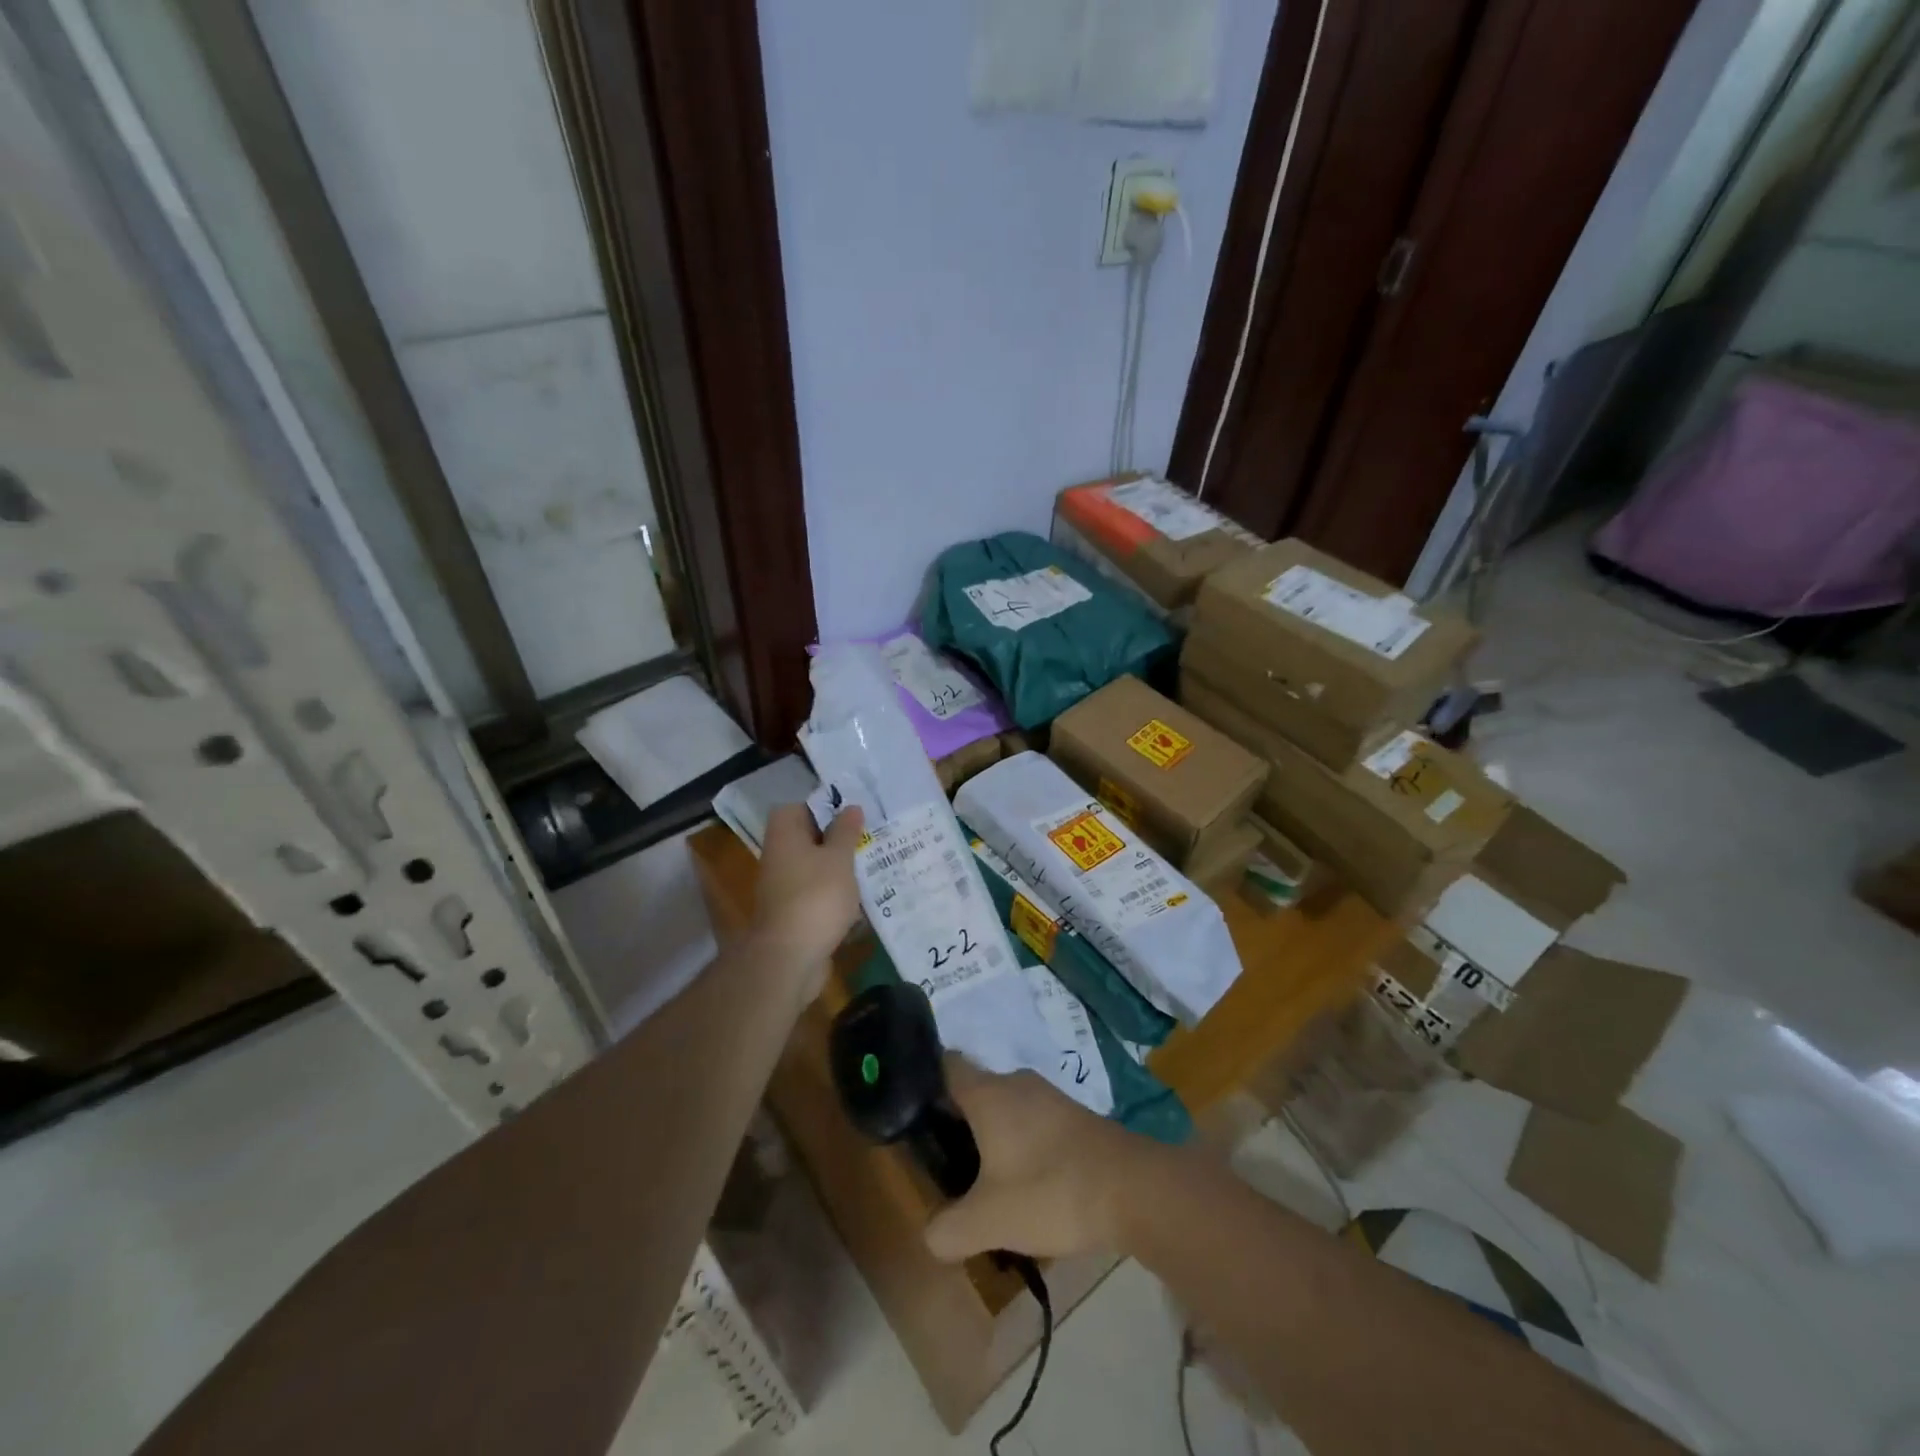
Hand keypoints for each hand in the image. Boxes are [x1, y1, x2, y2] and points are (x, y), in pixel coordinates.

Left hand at [748, 803, 864, 999]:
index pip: (797, 808)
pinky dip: (835, 895)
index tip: (852, 814)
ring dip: (839, 869)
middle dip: (837, 839)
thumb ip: (846, 832)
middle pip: (808, 839)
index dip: (823, 807)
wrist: (790, 958)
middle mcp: (779, 858)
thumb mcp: (839, 858)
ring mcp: (784, 888)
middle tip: (869, 838)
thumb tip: (850, 807)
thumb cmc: (816, 896)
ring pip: (815, 868)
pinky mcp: (794, 914)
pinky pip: (817, 894)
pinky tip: (861, 899)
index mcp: (784, 836)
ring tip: (872, 866)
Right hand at [924, 1055, 1162, 1262]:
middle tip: (945, 1162)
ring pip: (1006, 1107)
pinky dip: (1021, 1144)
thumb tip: (932, 1234)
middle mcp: (1016, 1083)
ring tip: (984, 1182)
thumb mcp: (989, 1221)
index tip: (914, 1116)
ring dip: (993, 1136)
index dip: (925, 1084)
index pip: (946, 1065)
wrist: (1132, 1188)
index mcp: (988, 1093)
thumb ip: (949, 1230)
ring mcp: (1049, 1097)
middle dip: (958, 1121)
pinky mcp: (1074, 1116)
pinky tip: (1025, 1183)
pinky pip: (1033, 1121)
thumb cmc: (1050, 1190)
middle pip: (975, 1089)